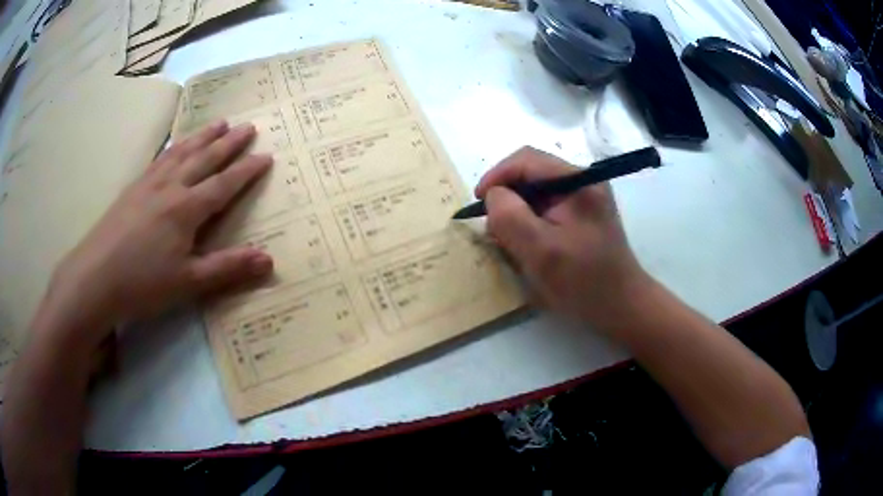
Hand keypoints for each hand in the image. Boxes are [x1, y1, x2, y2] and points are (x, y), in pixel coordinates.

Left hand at [46, 121, 273, 349]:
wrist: (95, 278)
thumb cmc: (143, 283)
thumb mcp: (188, 282)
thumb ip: (228, 268)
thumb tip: (269, 260)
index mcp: (186, 209)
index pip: (224, 184)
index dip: (246, 170)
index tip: (266, 155)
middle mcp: (171, 187)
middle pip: (205, 158)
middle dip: (229, 142)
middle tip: (248, 125)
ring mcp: (149, 183)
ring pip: (182, 152)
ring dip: (203, 136)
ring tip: (219, 122)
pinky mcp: (133, 188)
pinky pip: (160, 158)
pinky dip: (175, 146)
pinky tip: (176, 145)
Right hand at [476, 147, 650, 327]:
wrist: (622, 307)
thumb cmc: (583, 282)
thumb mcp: (540, 251)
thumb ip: (510, 217)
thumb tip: (494, 195)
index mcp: (578, 182)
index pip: (526, 160)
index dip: (497, 176)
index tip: (478, 203)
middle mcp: (584, 182)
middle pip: (531, 173)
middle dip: (507, 196)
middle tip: (494, 228)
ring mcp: (585, 198)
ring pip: (537, 191)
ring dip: (517, 211)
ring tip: (511, 240)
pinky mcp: (583, 215)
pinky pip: (547, 207)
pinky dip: (530, 221)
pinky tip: (529, 245)